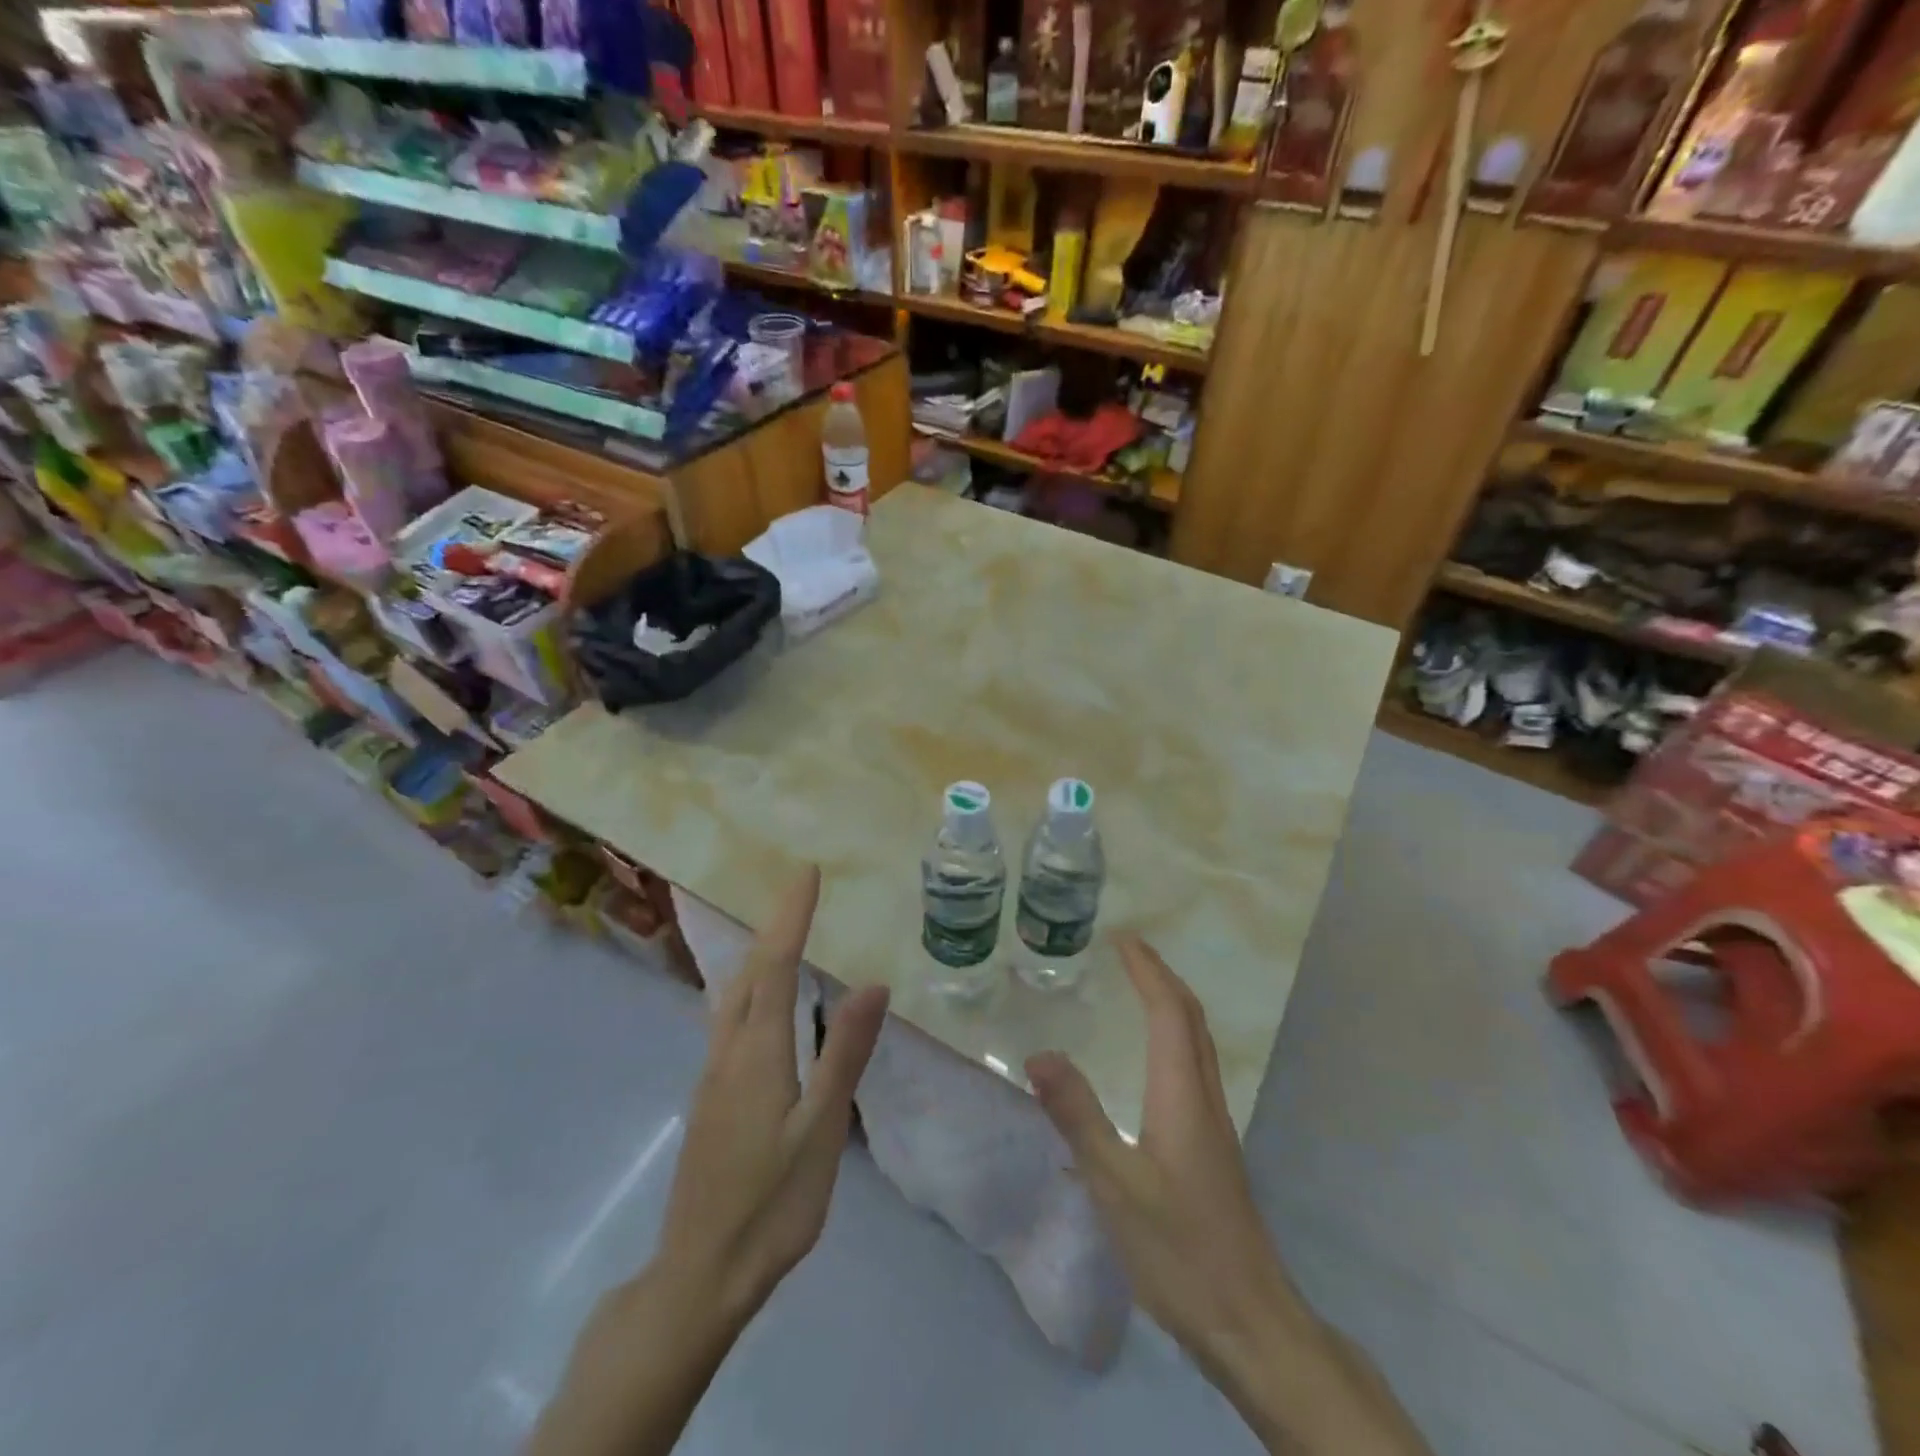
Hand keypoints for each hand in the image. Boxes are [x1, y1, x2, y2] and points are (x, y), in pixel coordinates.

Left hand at [657, 865, 889, 1329]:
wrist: (701, 1274)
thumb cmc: (772, 1203)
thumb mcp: (822, 1128)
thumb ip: (845, 1053)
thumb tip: (872, 983)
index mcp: (758, 1051)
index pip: (774, 964)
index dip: (791, 916)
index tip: (807, 874)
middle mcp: (728, 1050)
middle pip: (748, 972)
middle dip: (774, 926)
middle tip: (801, 894)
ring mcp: (712, 1075)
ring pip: (732, 996)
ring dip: (757, 956)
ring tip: (782, 934)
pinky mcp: (710, 1097)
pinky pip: (729, 1020)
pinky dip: (749, 988)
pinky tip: (760, 1002)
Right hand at [1026, 937, 1429, 1455]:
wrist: (1249, 1320)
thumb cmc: (1179, 1250)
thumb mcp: (1115, 1183)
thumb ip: (1078, 1116)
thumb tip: (1039, 1053)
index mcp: (1182, 1095)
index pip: (1169, 1012)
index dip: (1148, 970)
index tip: (1122, 938)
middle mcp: (1203, 1097)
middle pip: (1191, 1018)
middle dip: (1161, 976)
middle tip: (1128, 951)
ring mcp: (1213, 1123)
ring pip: (1196, 1042)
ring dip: (1170, 1003)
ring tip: (1138, 987)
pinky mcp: (1211, 1147)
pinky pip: (1192, 1066)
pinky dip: (1173, 1035)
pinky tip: (1152, 1058)